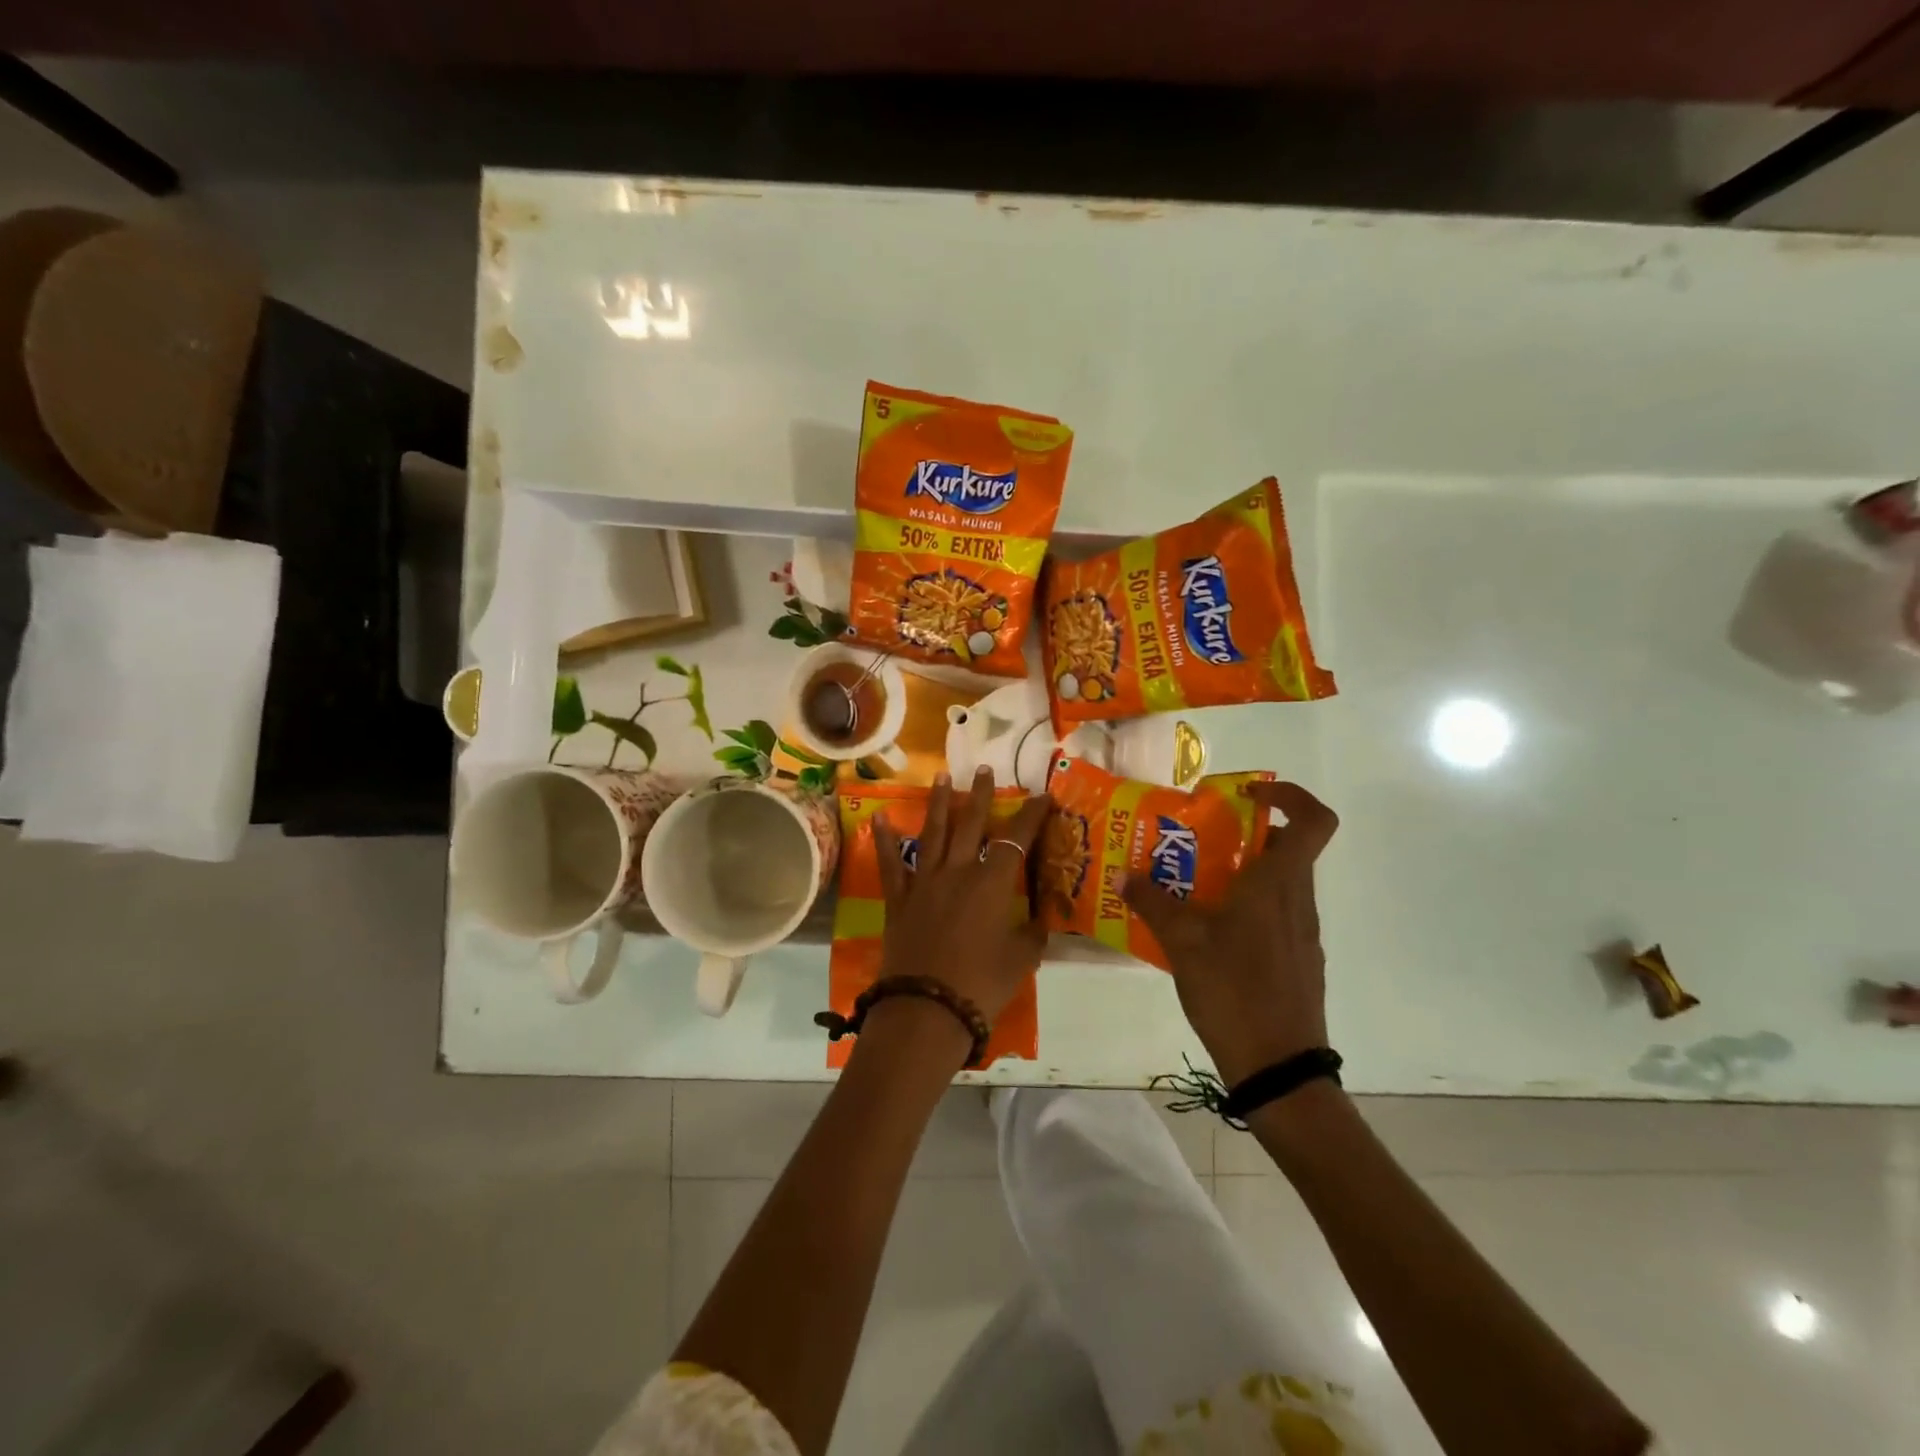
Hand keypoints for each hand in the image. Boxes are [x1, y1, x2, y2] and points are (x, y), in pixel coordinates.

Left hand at [872, 767, 1048, 1024]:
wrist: (926, 1010)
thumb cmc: (981, 985)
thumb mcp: (1020, 960)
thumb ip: (1032, 934)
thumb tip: (1042, 919)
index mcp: (991, 884)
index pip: (1016, 839)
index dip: (1031, 816)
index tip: (1043, 796)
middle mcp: (957, 872)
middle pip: (971, 824)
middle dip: (981, 795)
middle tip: (985, 770)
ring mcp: (924, 883)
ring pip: (933, 833)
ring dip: (939, 803)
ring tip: (941, 776)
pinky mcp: (899, 900)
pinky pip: (891, 864)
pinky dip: (885, 840)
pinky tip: (881, 817)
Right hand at [1122, 781, 1338, 1085]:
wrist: (1278, 1068)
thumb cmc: (1234, 992)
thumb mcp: (1182, 943)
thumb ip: (1152, 903)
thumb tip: (1125, 875)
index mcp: (1278, 884)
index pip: (1313, 820)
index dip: (1289, 795)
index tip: (1246, 795)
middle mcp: (1298, 900)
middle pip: (1285, 848)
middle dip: (1243, 835)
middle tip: (1197, 840)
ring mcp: (1301, 933)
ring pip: (1278, 882)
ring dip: (1240, 872)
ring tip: (1190, 885)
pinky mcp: (1297, 959)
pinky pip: (1274, 914)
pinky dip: (1245, 907)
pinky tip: (1206, 931)